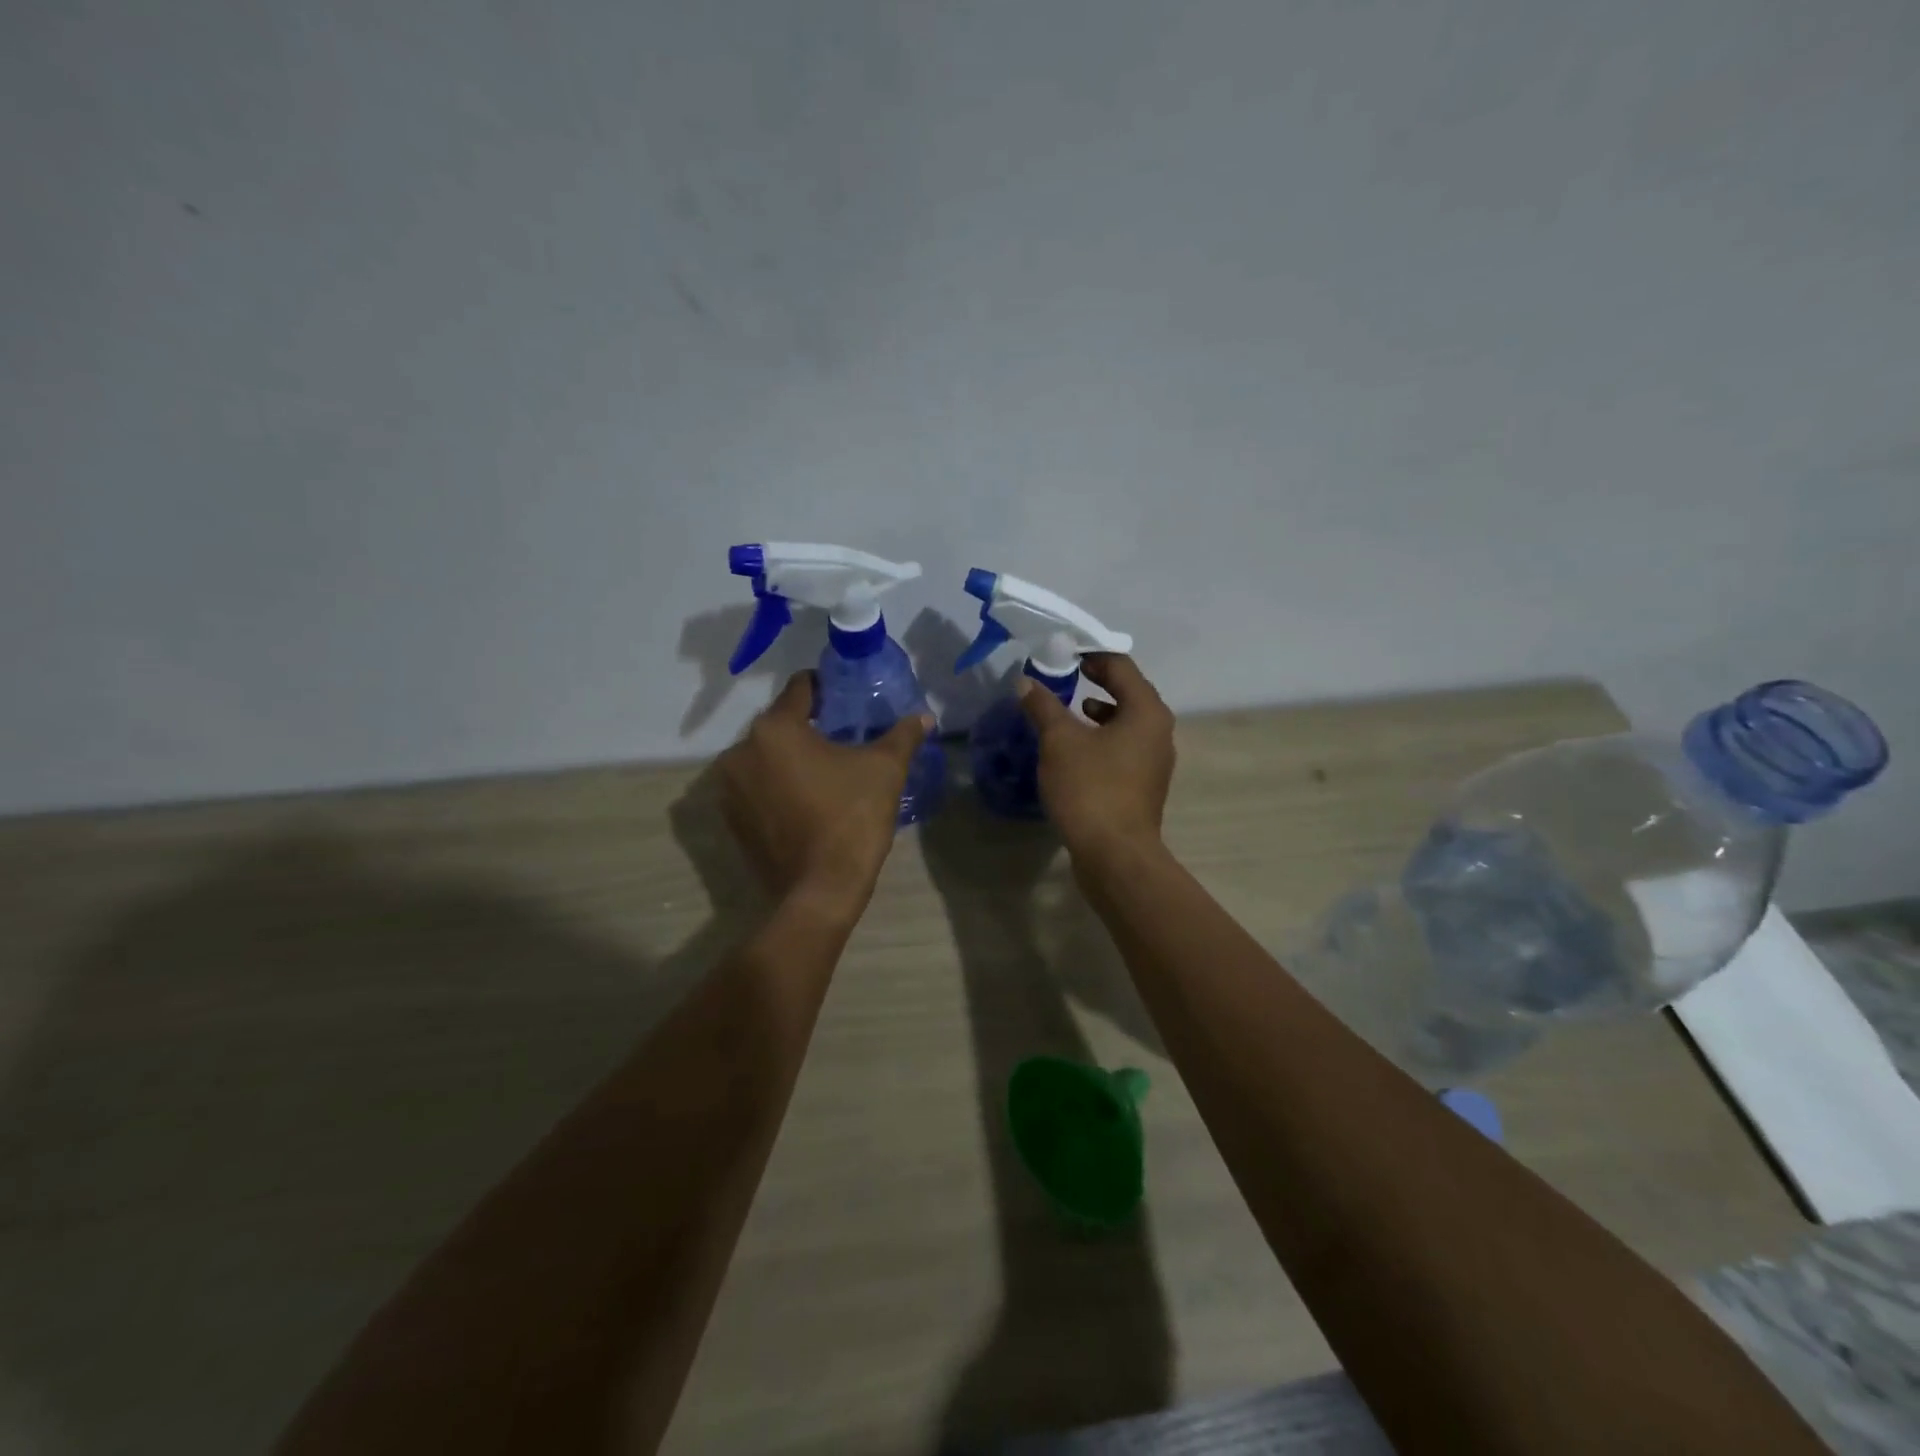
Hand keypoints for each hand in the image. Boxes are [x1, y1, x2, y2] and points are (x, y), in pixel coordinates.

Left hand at [716, 672, 932, 912]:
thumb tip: (924, 716)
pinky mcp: (731, 820)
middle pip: (780, 723)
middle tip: (842, 738)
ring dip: (790, 758)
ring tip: (824, 772)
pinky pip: (756, 787)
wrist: (821, 890)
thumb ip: (903, 735)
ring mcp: (730, 788)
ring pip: (765, 756)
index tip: (847, 700)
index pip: (801, 688)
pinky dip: (776, 786)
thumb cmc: (852, 818)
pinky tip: (805, 801)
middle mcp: (741, 751)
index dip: (827, 689)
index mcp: (775, 728)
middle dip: (809, 727)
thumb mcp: (885, 770)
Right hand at [1019, 654, 1174, 858]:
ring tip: (1068, 708)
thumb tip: (1026, 682)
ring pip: (1126, 721)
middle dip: (1095, 681)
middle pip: (1127, 691)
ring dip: (1098, 710)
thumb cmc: (1091, 789)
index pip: (1120, 666)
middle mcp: (1158, 730)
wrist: (1115, 855)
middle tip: (1064, 674)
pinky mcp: (1143, 783)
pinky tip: (1076, 748)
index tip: (1062, 652)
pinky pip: (1123, 747)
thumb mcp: (1059, 741)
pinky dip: (1101, 738)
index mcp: (1146, 711)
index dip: (1090, 654)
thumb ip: (1043, 706)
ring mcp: (1154, 760)